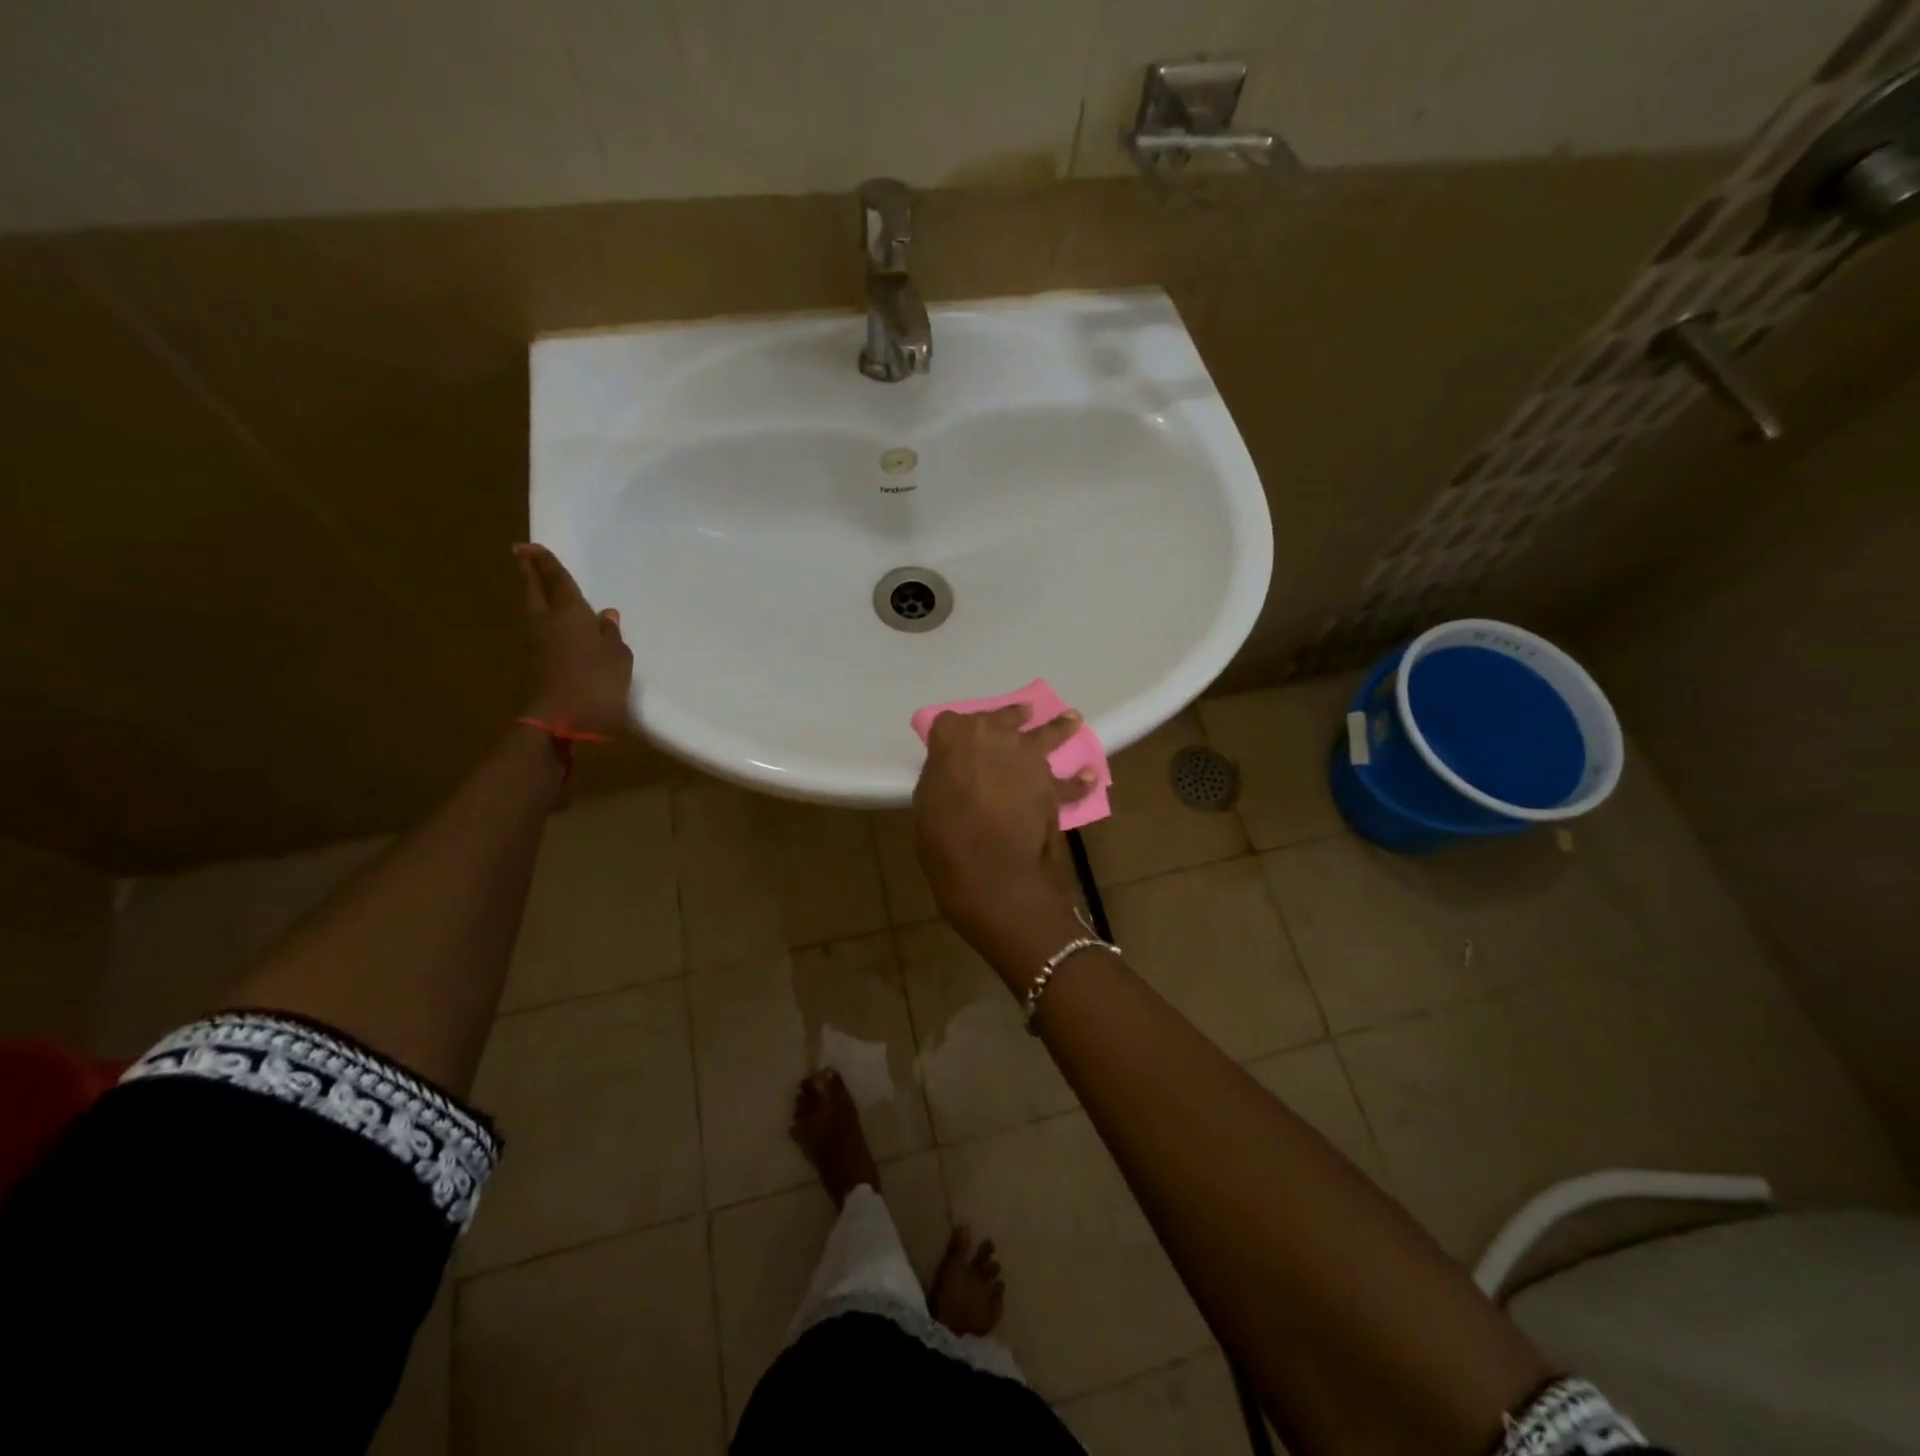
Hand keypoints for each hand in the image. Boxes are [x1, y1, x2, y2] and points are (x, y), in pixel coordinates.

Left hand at [513, 543, 633, 738]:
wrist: (556, 723)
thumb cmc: (595, 684)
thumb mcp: (618, 659)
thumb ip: (611, 635)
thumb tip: (605, 616)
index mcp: (569, 613)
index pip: (556, 580)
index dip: (545, 562)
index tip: (530, 546)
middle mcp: (546, 622)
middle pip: (533, 590)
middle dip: (529, 571)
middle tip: (522, 555)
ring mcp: (535, 644)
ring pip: (531, 609)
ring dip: (533, 594)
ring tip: (538, 585)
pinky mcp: (533, 664)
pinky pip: (537, 631)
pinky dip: (542, 619)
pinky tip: (553, 624)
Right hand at [912, 706, 1096, 970]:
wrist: (986, 861)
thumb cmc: (942, 833)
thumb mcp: (928, 799)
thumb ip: (945, 778)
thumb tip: (958, 778)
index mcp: (955, 736)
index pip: (950, 722)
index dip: (951, 731)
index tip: (952, 739)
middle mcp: (994, 737)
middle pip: (1007, 717)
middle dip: (1014, 715)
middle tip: (1025, 712)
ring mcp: (1027, 758)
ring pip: (1048, 735)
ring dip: (1060, 728)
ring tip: (1072, 719)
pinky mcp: (1051, 786)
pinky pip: (1069, 783)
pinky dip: (1080, 782)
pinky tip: (1090, 777)